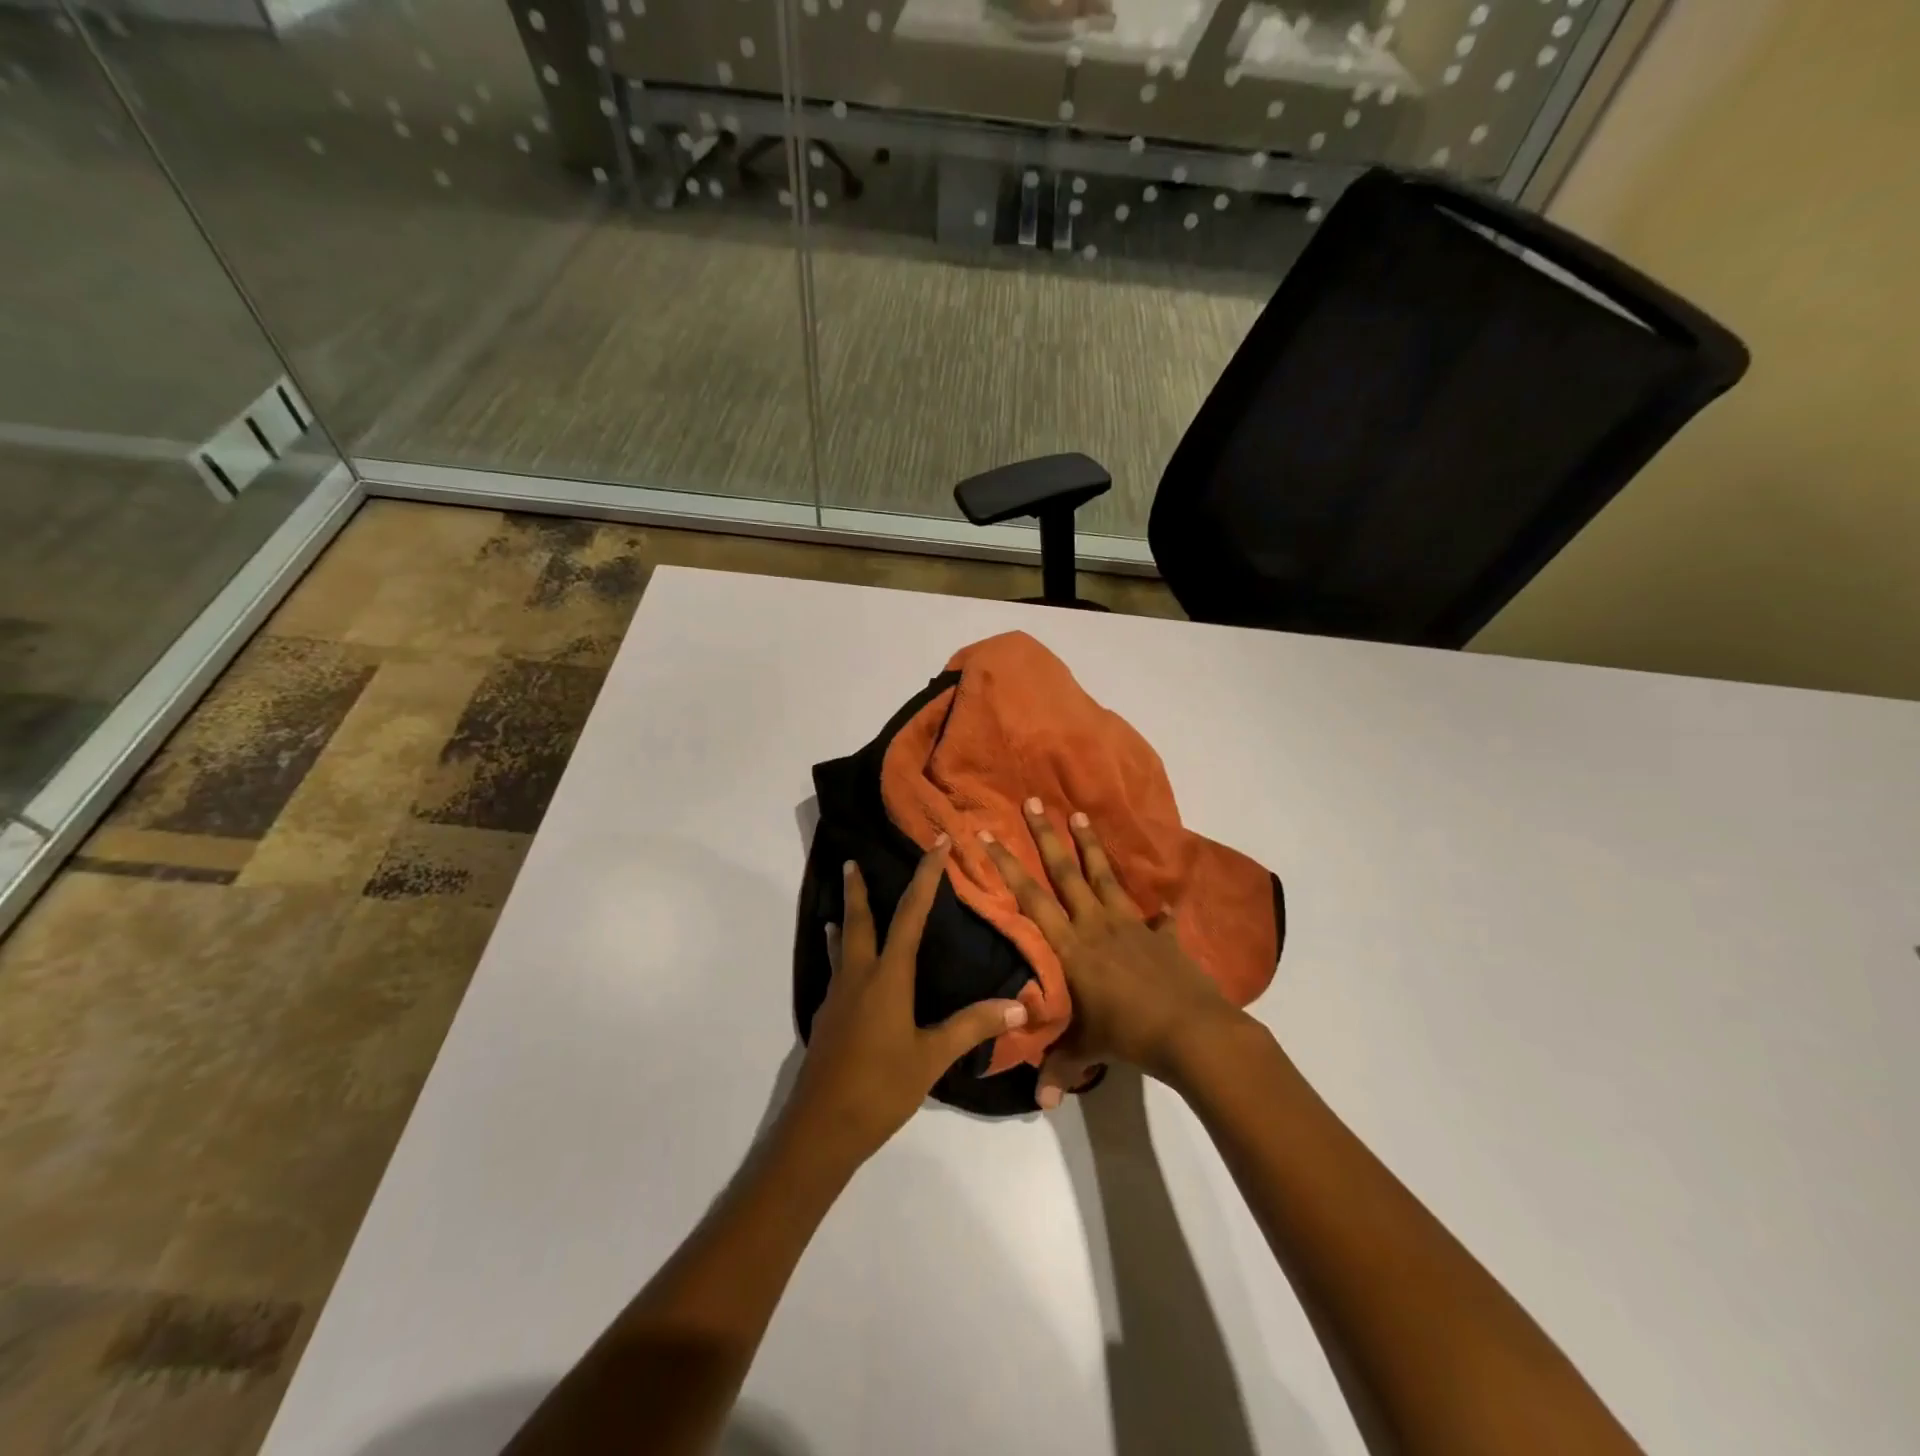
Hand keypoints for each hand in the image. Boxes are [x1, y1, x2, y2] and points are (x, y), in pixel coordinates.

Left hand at [787, 837, 1028, 1165]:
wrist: (821, 1128)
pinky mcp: (827, 1018)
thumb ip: (973, 1026)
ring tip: (843, 903)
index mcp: (887, 977)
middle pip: (858, 920)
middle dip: (858, 889)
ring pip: (841, 944)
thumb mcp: (932, 1057)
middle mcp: (858, 977)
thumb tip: (1020, 1004)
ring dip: (845, 918)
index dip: (925, 878)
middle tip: (851, 860)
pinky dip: (839, 953)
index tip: (935, 845)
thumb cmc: (880, 1087)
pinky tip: (844, 967)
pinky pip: (836, 971)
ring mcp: (837, 997)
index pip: (909, 915)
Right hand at [980, 800, 1248, 1106]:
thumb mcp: (1087, 1052)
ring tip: (1079, 815)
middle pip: (1066, 872)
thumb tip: (1039, 1103)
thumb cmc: (1127, 1036)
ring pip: (1105, 877)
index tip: (990, 834)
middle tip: (1033, 801)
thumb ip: (1059, 1069)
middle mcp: (1096, 924)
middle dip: (1046, 837)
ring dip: (1091, 846)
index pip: (1031, 898)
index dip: (1008, 866)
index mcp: (1071, 946)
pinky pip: (1158, 918)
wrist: (1190, 1032)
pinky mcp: (1161, 935)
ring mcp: (1131, 924)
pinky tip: (1165, 900)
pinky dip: (1160, 910)